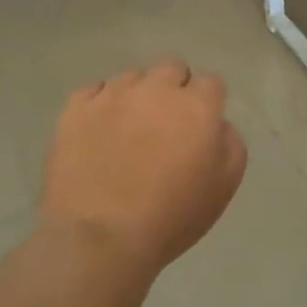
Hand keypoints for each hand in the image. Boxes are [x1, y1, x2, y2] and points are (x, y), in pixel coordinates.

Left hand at [42, 60, 247, 275]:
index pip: (211, 83)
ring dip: (138, 96)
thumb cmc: (171, 216)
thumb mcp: (224, 186)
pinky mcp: (76, 109)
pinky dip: (100, 105)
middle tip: (168, 125)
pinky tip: (99, 131)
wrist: (101, 238)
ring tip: (129, 130)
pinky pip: (93, 91)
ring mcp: (113, 95)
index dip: (208, 103)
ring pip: (132, 77)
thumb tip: (216, 124)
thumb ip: (230, 142)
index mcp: (197, 106)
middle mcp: (156, 89)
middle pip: (172, 68)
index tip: (201, 128)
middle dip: (175, 89)